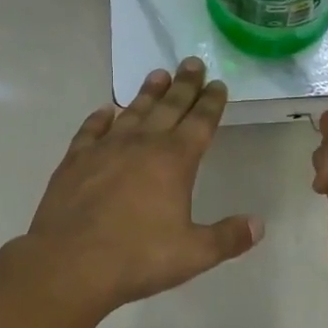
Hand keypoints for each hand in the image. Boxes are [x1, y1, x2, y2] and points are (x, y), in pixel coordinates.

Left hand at [28, 59, 261, 312]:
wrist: (69, 265)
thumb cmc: (137, 257)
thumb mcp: (193, 254)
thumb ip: (228, 238)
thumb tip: (258, 225)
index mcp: (175, 161)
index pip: (200, 122)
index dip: (211, 102)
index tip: (218, 83)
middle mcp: (142, 145)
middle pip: (168, 107)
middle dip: (184, 85)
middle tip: (192, 62)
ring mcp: (105, 150)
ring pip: (132, 112)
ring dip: (147, 93)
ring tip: (157, 74)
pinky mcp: (75, 162)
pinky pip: (90, 131)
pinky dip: (99, 119)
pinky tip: (104, 111)